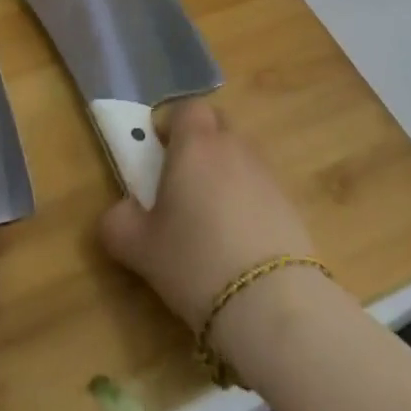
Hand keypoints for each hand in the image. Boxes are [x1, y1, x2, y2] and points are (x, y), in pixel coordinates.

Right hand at [97, 100, 313, 332]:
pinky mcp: (290, 204)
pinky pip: (262, 188)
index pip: (187, 108)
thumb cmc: (194, 261)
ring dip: (225, 174)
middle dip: (201, 143)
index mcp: (195, 144)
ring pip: (241, 156)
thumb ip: (119, 223)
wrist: (271, 302)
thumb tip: (119, 213)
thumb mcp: (139, 248)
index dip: (173, 125)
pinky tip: (239, 242)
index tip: (160, 153)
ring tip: (211, 219)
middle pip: (217, 125)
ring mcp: (267, 174)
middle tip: (182, 182)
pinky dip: (249, 202)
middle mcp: (233, 147)